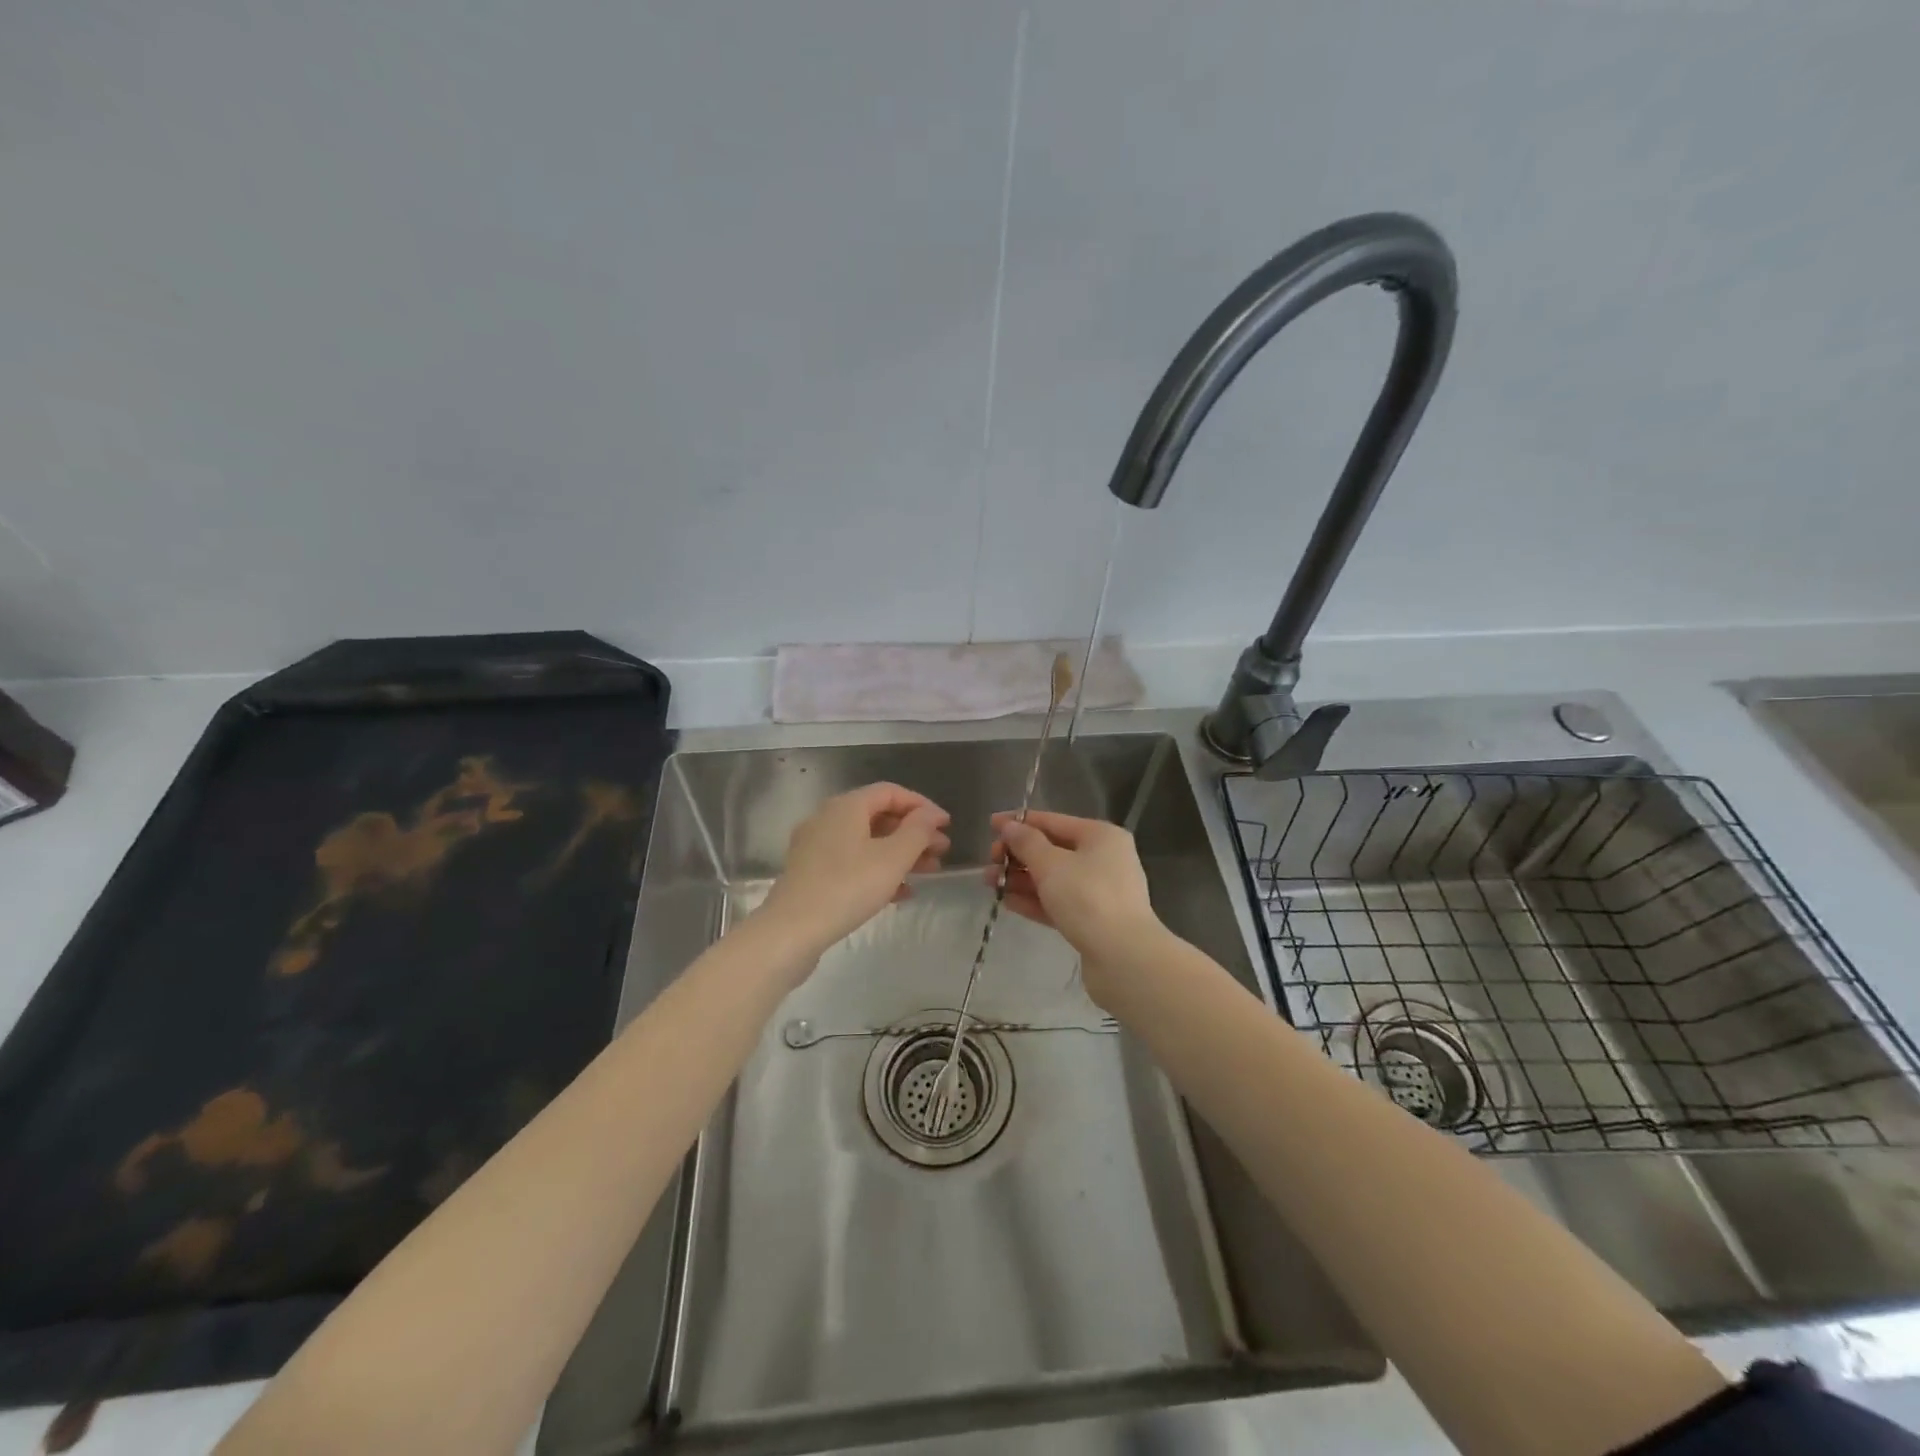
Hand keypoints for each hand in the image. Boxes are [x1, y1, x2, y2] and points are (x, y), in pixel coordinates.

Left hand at [759, 783, 950, 957]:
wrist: (791, 931)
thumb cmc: (847, 887)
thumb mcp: (892, 858)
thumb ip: (917, 832)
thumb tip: (930, 815)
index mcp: (846, 806)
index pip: (890, 792)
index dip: (922, 805)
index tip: (946, 825)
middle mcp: (828, 819)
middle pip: (879, 816)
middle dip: (913, 832)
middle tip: (942, 851)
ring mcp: (816, 847)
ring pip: (867, 842)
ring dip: (900, 853)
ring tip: (929, 872)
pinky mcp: (811, 875)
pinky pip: (853, 863)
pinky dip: (879, 870)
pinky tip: (901, 893)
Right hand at [986, 810, 1161, 976]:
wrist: (1123, 957)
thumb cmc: (1087, 898)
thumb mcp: (1051, 864)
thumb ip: (1026, 843)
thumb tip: (1009, 826)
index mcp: (1100, 836)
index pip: (1053, 821)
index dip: (1020, 822)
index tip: (990, 825)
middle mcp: (1104, 859)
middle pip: (1053, 850)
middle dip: (1018, 855)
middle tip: (990, 861)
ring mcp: (1100, 891)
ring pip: (1053, 878)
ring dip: (1021, 878)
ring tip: (990, 882)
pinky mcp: (1093, 920)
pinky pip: (1058, 902)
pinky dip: (1034, 900)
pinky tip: (1007, 901)